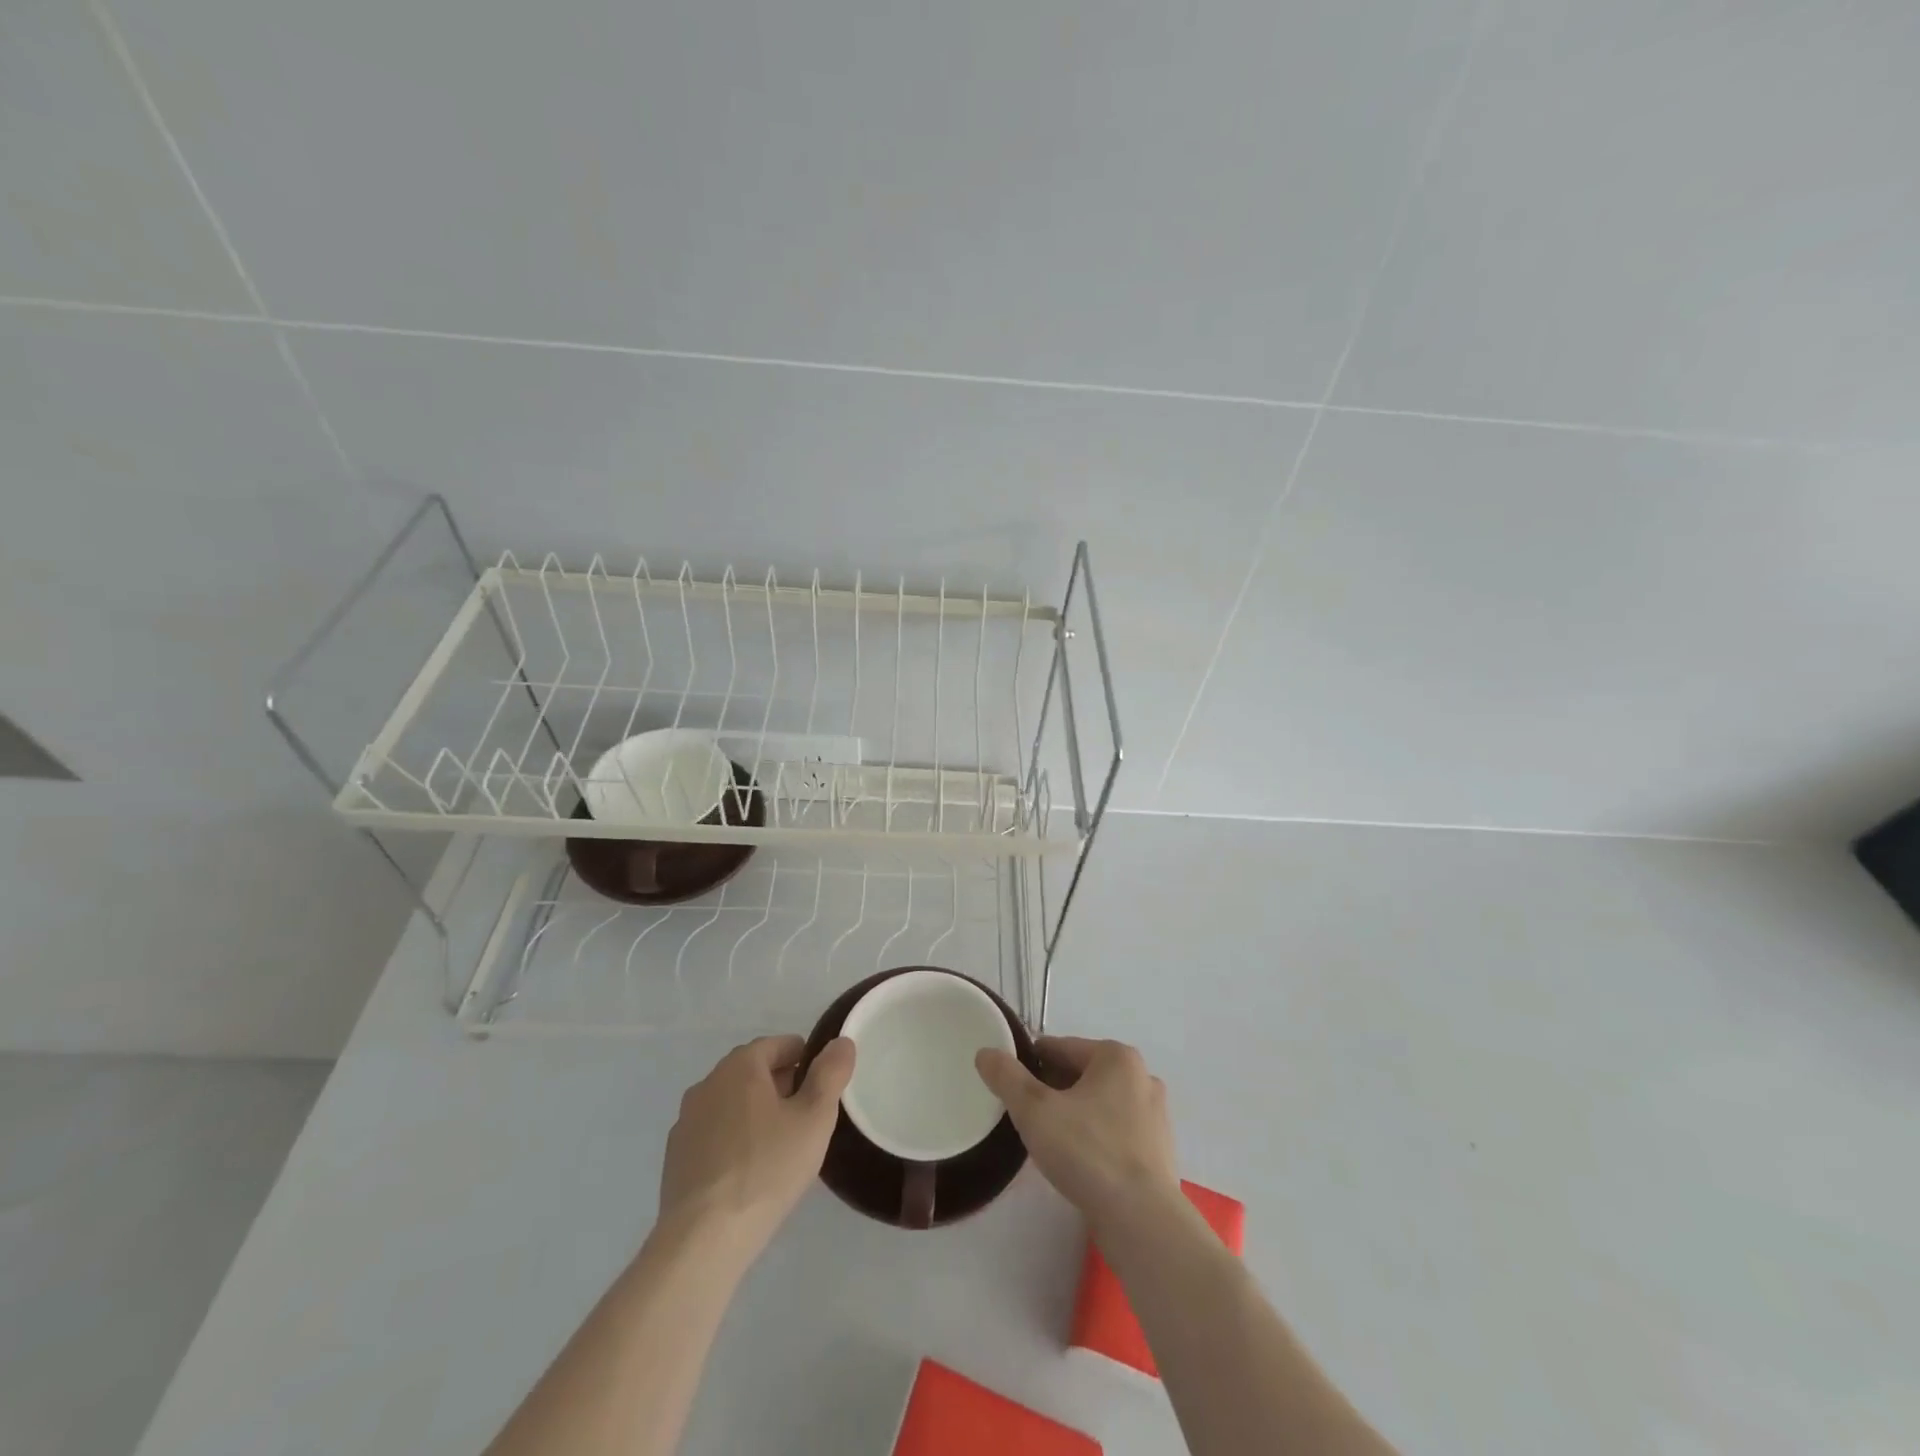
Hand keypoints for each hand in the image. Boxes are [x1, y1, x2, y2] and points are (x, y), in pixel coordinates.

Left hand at [657, 1035, 854, 1257]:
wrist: (703, 1239)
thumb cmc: (767, 1168)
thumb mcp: (815, 1118)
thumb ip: (831, 1074)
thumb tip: (841, 1042)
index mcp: (740, 1066)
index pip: (780, 1045)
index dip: (806, 1061)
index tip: (821, 1091)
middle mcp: (708, 1083)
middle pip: (754, 1072)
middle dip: (782, 1087)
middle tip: (806, 1121)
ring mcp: (687, 1121)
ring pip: (732, 1103)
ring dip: (756, 1114)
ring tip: (780, 1149)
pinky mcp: (676, 1156)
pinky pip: (714, 1134)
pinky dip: (733, 1140)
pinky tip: (748, 1173)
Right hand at [975, 1036, 1179, 1233]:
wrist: (1142, 1221)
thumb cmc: (1087, 1152)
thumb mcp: (1035, 1110)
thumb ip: (1007, 1077)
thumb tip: (986, 1053)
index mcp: (1116, 1057)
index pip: (1060, 1048)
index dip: (1030, 1063)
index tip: (1010, 1085)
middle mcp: (1141, 1077)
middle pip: (1081, 1074)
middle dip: (1052, 1090)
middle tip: (1026, 1116)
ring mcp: (1155, 1115)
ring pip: (1099, 1103)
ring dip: (1074, 1114)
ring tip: (1049, 1140)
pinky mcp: (1158, 1151)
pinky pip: (1116, 1131)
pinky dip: (1095, 1137)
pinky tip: (1078, 1162)